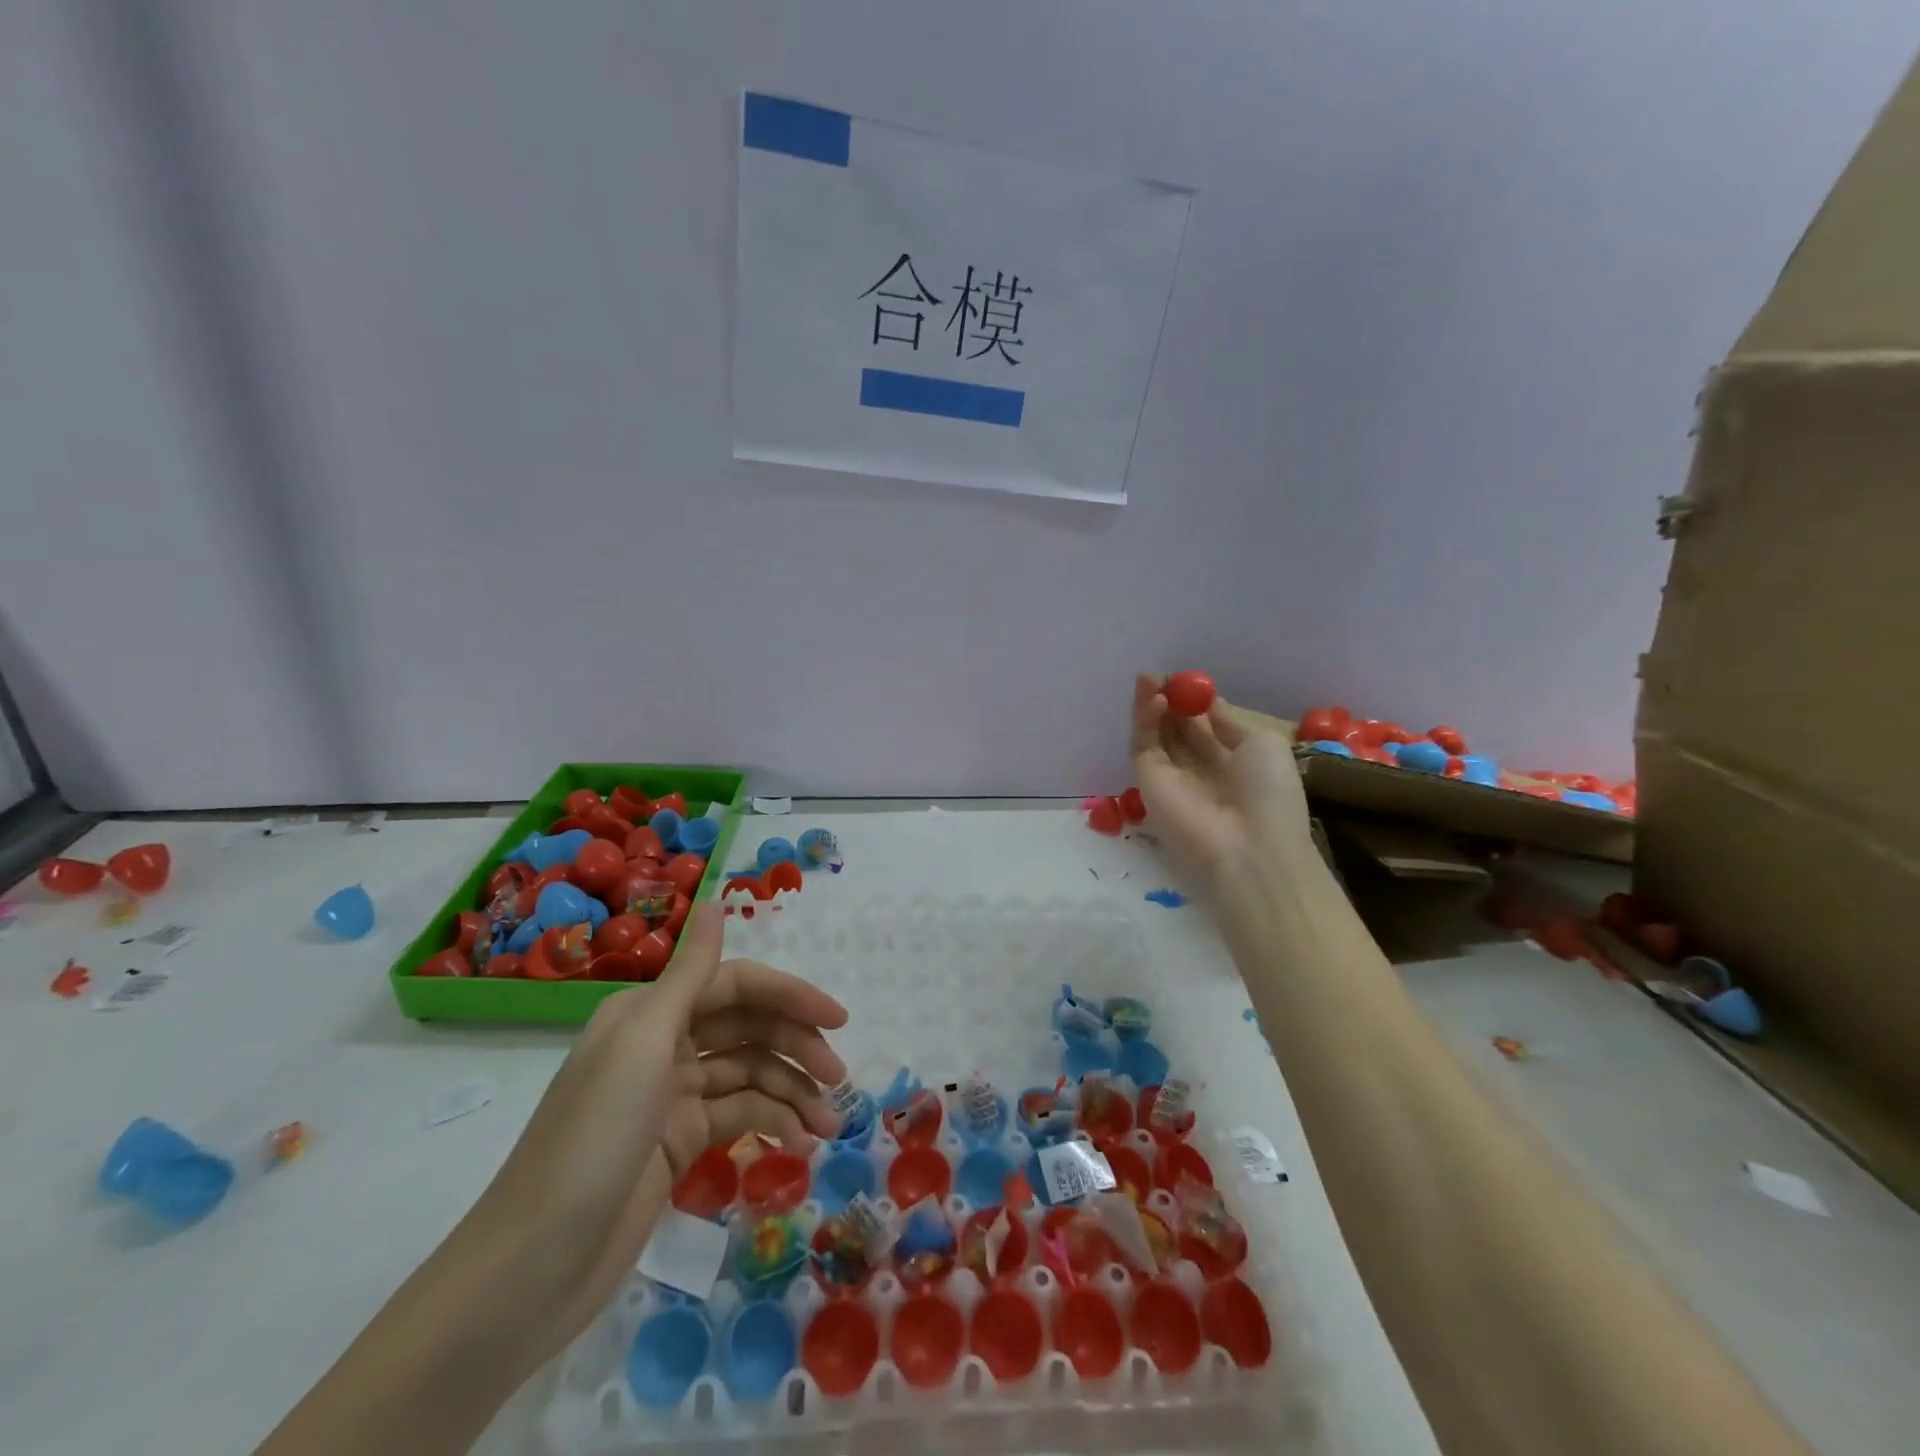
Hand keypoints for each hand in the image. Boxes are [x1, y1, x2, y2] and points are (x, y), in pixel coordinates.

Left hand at [464, 903, 847, 1367]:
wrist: (531, 1269)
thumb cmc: (593, 1139)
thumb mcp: (642, 1044)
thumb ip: (689, 973)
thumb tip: (716, 900)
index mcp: (651, 1012)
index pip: (737, 986)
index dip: (790, 996)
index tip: (838, 1019)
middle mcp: (663, 1044)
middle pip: (748, 1029)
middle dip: (797, 1047)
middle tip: (839, 1079)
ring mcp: (671, 1097)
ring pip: (749, 1076)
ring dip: (793, 1093)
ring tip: (829, 1125)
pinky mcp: (678, 1144)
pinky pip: (738, 1117)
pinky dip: (772, 1124)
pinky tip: (798, 1145)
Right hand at [1131, 673, 1313, 884]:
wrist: (1250, 846)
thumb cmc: (1270, 794)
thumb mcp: (1263, 745)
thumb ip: (1229, 723)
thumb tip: (1210, 706)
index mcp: (1231, 763)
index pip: (1204, 728)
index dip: (1195, 703)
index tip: (1189, 680)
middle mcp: (1198, 769)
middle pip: (1175, 729)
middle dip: (1169, 700)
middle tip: (1161, 675)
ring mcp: (1171, 776)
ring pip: (1155, 734)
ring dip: (1151, 705)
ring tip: (1149, 677)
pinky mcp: (1148, 781)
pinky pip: (1144, 745)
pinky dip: (1146, 720)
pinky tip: (1155, 698)